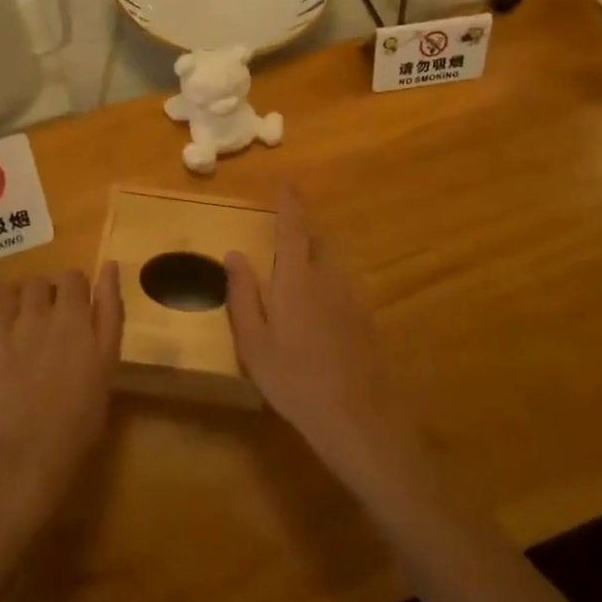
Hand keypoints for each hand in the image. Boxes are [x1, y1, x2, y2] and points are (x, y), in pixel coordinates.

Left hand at [0, 265, 123, 527]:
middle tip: (49, 322)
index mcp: (70, 316)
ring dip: (12, 300)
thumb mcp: (108, 361)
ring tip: (17, 321)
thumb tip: (111, 265)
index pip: (72, 276)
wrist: (31, 453)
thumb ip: (110, 310)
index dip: (77, 290)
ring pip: (3, 292)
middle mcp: (33, 314)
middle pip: (37, 282)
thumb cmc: (80, 413)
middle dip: (45, 295)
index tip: (78, 311)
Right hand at [224, 189, 420, 499]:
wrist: (358, 418)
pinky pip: (342, 288)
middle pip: (317, 243)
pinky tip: (317, 317)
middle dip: (302, 233)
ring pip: (331, 266)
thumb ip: (242, 294)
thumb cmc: (294, 379)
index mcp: (296, 279)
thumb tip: (235, 254)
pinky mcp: (366, 320)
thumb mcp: (254, 342)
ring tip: (295, 281)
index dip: (290, 204)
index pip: (293, 229)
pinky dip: (326, 287)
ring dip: (314, 261)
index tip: (289, 183)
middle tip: (283, 239)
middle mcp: (328, 279)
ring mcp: (352, 298)